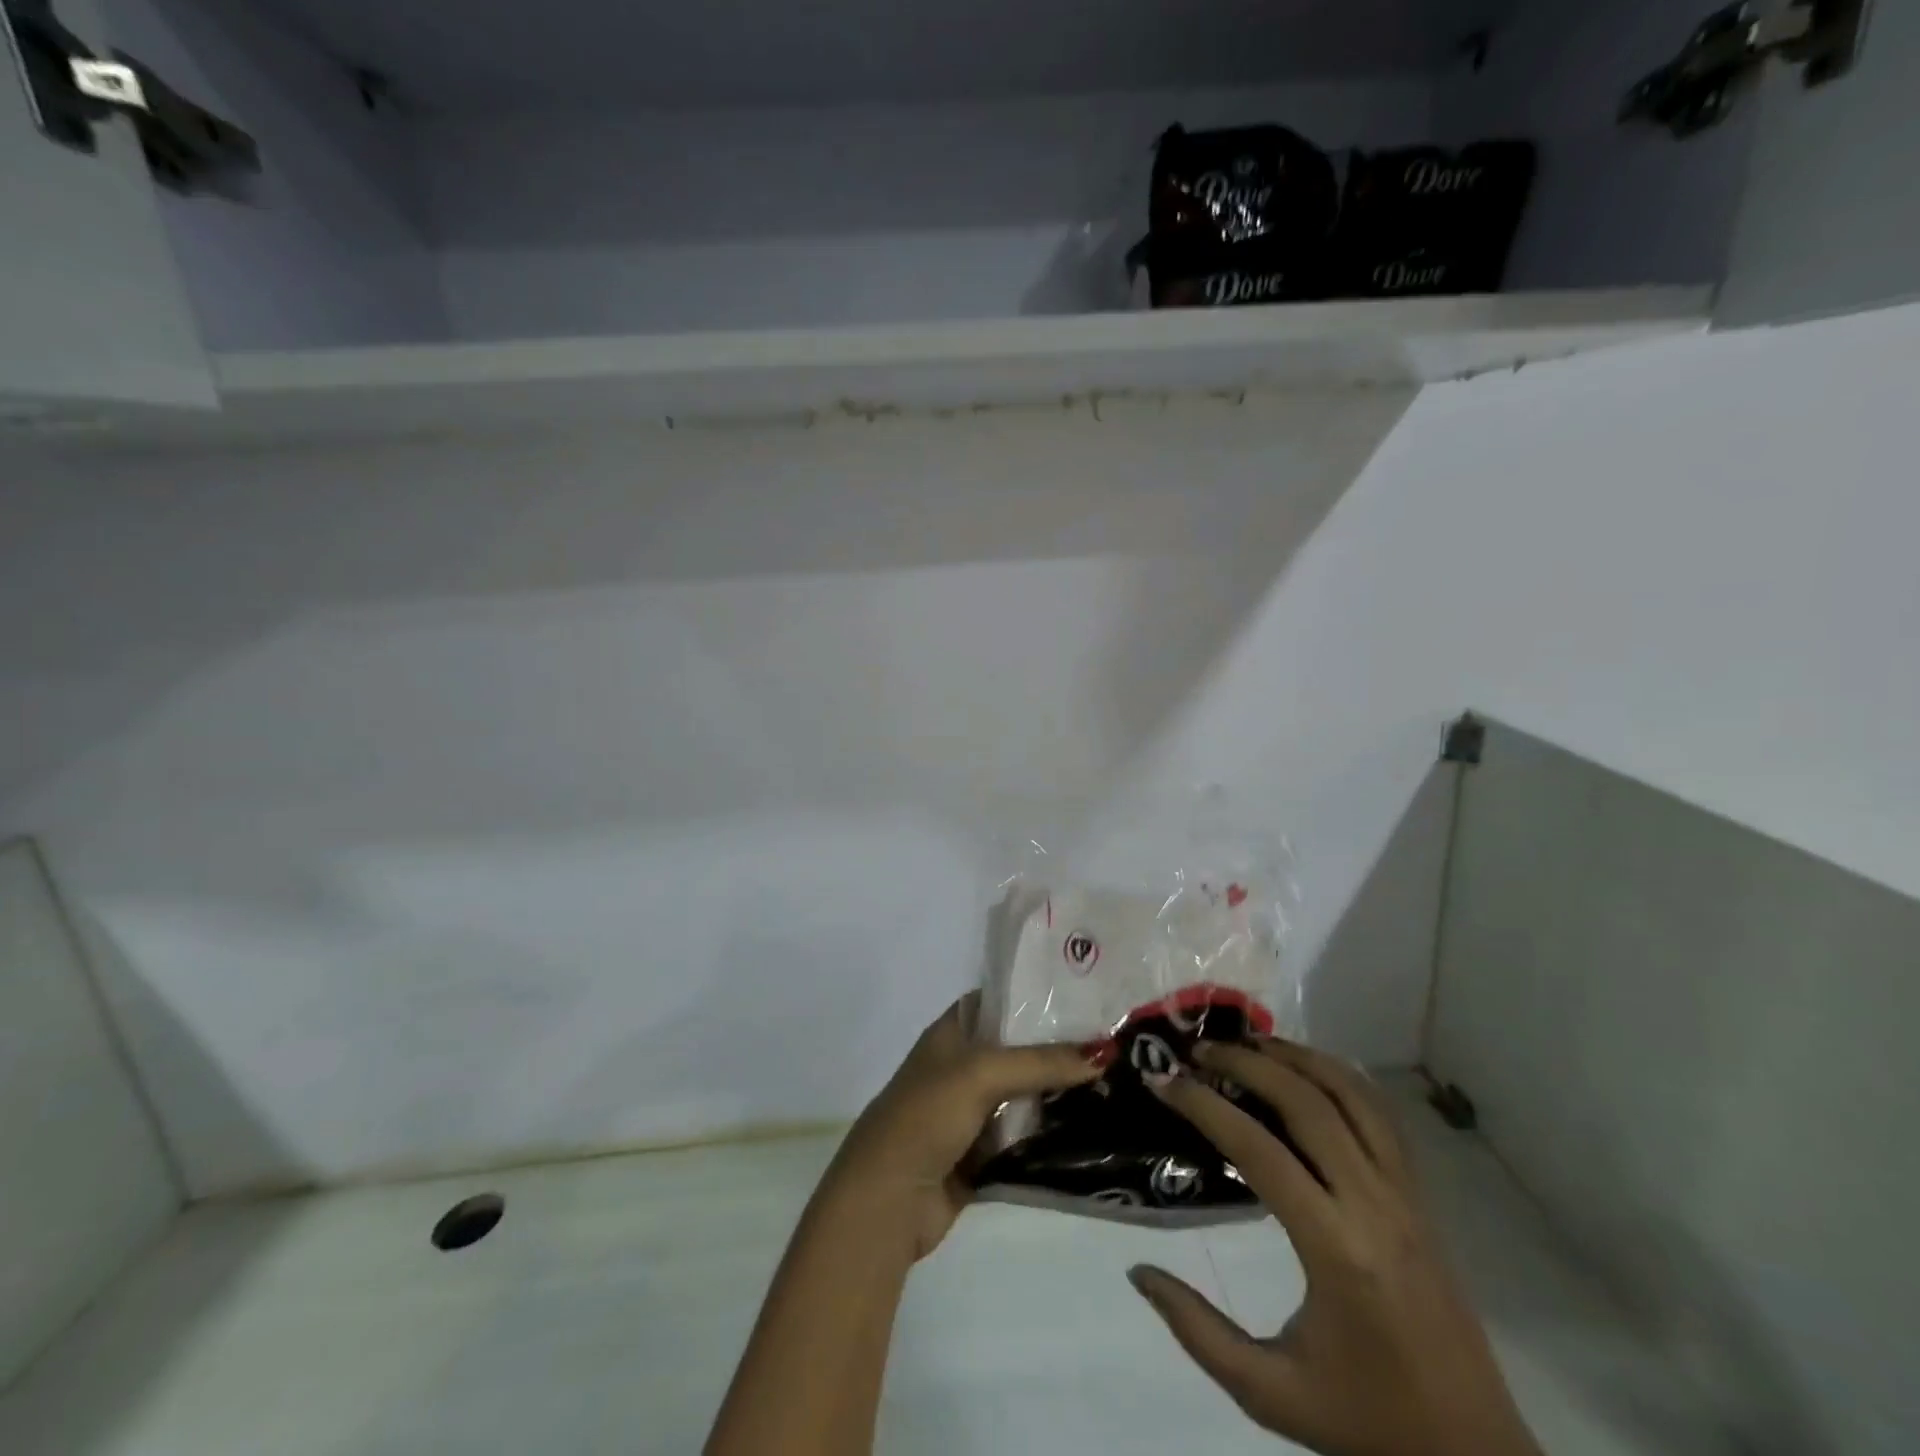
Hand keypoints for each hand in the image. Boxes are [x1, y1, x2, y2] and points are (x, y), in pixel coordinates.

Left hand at [819, 992, 1100, 1261]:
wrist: (888, 1200)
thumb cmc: (926, 1117)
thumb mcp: (981, 1074)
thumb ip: (1040, 1061)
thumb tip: (1105, 1051)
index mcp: (951, 1034)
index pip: (999, 1001)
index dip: (1037, 996)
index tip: (1087, 996)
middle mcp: (962, 1068)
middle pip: (1018, 1050)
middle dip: (1060, 1049)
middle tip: (1115, 1044)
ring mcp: (971, 1113)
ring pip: (1025, 1096)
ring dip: (1061, 1095)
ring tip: (1117, 1083)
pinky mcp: (982, 1156)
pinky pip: (1024, 1139)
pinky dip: (1051, 1137)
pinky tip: (1094, 1131)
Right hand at [1129, 1040, 1542, 1455]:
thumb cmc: (1366, 1421)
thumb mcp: (1270, 1392)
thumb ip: (1197, 1331)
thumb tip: (1137, 1271)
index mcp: (1336, 1251)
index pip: (1260, 1151)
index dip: (1205, 1107)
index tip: (1164, 1081)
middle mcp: (1375, 1207)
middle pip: (1308, 1104)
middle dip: (1247, 1064)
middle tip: (1199, 1050)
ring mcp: (1407, 1197)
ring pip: (1353, 1096)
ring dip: (1297, 1058)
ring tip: (1248, 1043)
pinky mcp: (1422, 1199)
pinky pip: (1382, 1116)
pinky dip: (1342, 1077)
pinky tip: (1308, 1069)